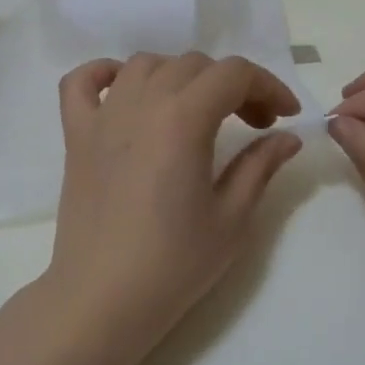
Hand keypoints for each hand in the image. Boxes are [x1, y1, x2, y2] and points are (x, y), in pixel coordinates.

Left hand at [48, 54, 303, 346]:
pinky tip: (126, 92)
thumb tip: (289, 137)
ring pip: (145, 65)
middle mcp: (141, 103)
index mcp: (183, 119)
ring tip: (197, 111)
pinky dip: (105, 74)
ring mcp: (102, 116)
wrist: (102, 299)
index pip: (233, 74)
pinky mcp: (75, 135)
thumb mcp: (232, 218)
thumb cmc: (174, 263)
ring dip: (180, 76)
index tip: (286, 116)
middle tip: (253, 125)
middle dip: (233, 86)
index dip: (268, 86)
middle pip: (194, 65)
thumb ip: (260, 166)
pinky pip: (82, 82)